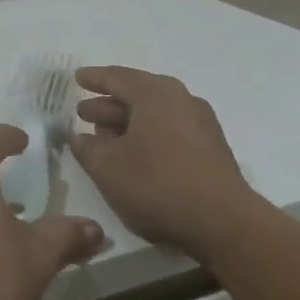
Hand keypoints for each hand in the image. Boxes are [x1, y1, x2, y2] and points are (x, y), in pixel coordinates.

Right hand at [69, 66, 258, 263]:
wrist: (223, 222)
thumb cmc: (157, 184)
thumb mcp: (106, 167)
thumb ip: (86, 147)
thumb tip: (78, 137)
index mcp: (154, 93)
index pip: (116, 77)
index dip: (93, 79)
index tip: (76, 78)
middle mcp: (180, 99)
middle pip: (137, 94)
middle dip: (107, 105)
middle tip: (83, 114)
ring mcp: (200, 123)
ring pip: (154, 114)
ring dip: (127, 124)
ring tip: (104, 138)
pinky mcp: (211, 149)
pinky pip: (170, 130)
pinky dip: (147, 136)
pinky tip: (134, 156)